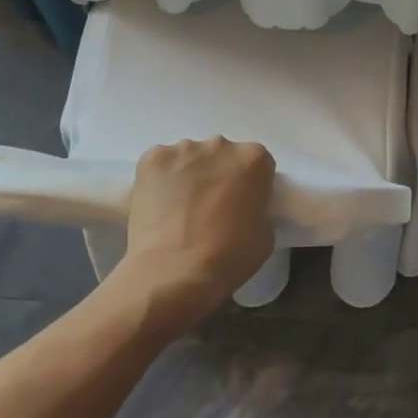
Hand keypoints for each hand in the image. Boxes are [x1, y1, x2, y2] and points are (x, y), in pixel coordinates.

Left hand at [108, 139, 276, 337]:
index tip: (241, 204)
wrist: (174, 272)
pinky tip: (159, 206)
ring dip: (189, 176)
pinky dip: (161, 180)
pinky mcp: (152, 159)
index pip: (256, 164)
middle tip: (210, 206)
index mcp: (254, 159)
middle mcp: (221, 145)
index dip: (250, 185)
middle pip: (222, 155)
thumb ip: (257, 206)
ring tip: (180, 209)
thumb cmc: (228, 257)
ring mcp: (184, 149)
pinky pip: (161, 165)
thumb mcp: (265, 233)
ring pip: (190, 158)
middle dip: (218, 174)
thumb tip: (243, 206)